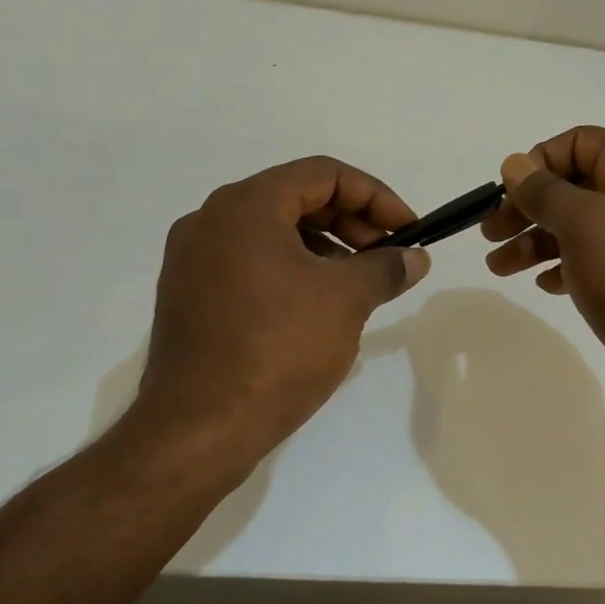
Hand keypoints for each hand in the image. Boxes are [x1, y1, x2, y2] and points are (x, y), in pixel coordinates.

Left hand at [132, 157, 430, 477]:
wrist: (198, 429)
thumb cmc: (278, 348)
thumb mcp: (346, 300)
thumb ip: (386, 267)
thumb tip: (415, 257)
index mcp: (246, 205)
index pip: (324, 174)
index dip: (376, 197)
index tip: (408, 231)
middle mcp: (212, 220)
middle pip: (296, 198)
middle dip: (352, 223)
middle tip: (388, 257)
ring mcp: (194, 260)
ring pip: (273, 232)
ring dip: (325, 248)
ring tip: (359, 284)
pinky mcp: (190, 296)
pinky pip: (251, 263)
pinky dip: (292, 270)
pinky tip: (319, 305)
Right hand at [481, 126, 604, 410]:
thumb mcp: (582, 224)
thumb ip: (545, 190)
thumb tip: (515, 163)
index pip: (581, 142)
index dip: (539, 160)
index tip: (508, 193)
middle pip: (576, 186)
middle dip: (529, 206)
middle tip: (490, 234)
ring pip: (582, 227)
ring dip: (537, 240)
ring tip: (499, 267)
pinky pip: (598, 260)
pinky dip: (566, 266)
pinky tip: (546, 286)